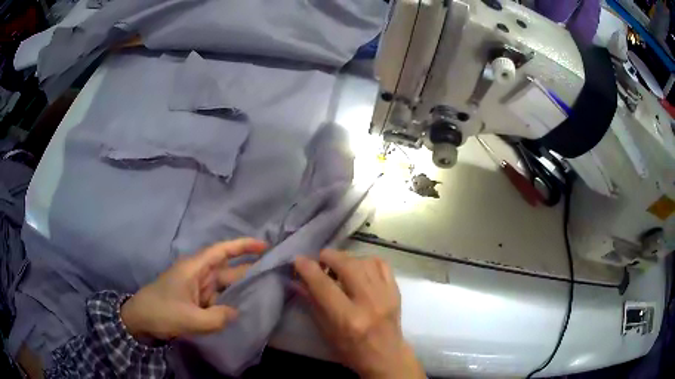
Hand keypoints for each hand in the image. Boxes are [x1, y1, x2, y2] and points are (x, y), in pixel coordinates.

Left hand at [121, 238, 266, 340]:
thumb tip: (236, 312)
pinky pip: (217, 298)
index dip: (243, 246)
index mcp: (195, 268)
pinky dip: (230, 302)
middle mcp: (198, 274)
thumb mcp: (190, 319)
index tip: (264, 246)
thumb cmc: (161, 312)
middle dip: (249, 268)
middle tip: (274, 272)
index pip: (222, 251)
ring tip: (265, 291)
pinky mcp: (196, 300)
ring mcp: (197, 288)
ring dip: (240, 288)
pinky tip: (243, 309)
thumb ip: (217, 318)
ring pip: (223, 285)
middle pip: (227, 268)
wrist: (140, 320)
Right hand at [294, 250, 424, 378]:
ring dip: (347, 258)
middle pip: (347, 266)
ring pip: (364, 261)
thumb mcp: (326, 332)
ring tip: (338, 265)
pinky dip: (367, 261)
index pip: (324, 286)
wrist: (386, 356)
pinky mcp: (396, 291)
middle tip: (320, 259)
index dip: (308, 269)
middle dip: (329, 256)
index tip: (298, 260)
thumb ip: (312, 303)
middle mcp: (369, 303)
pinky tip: (359, 267)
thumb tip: (297, 280)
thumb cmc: (351, 350)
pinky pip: (382, 264)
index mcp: (348, 319)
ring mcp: (386, 295)